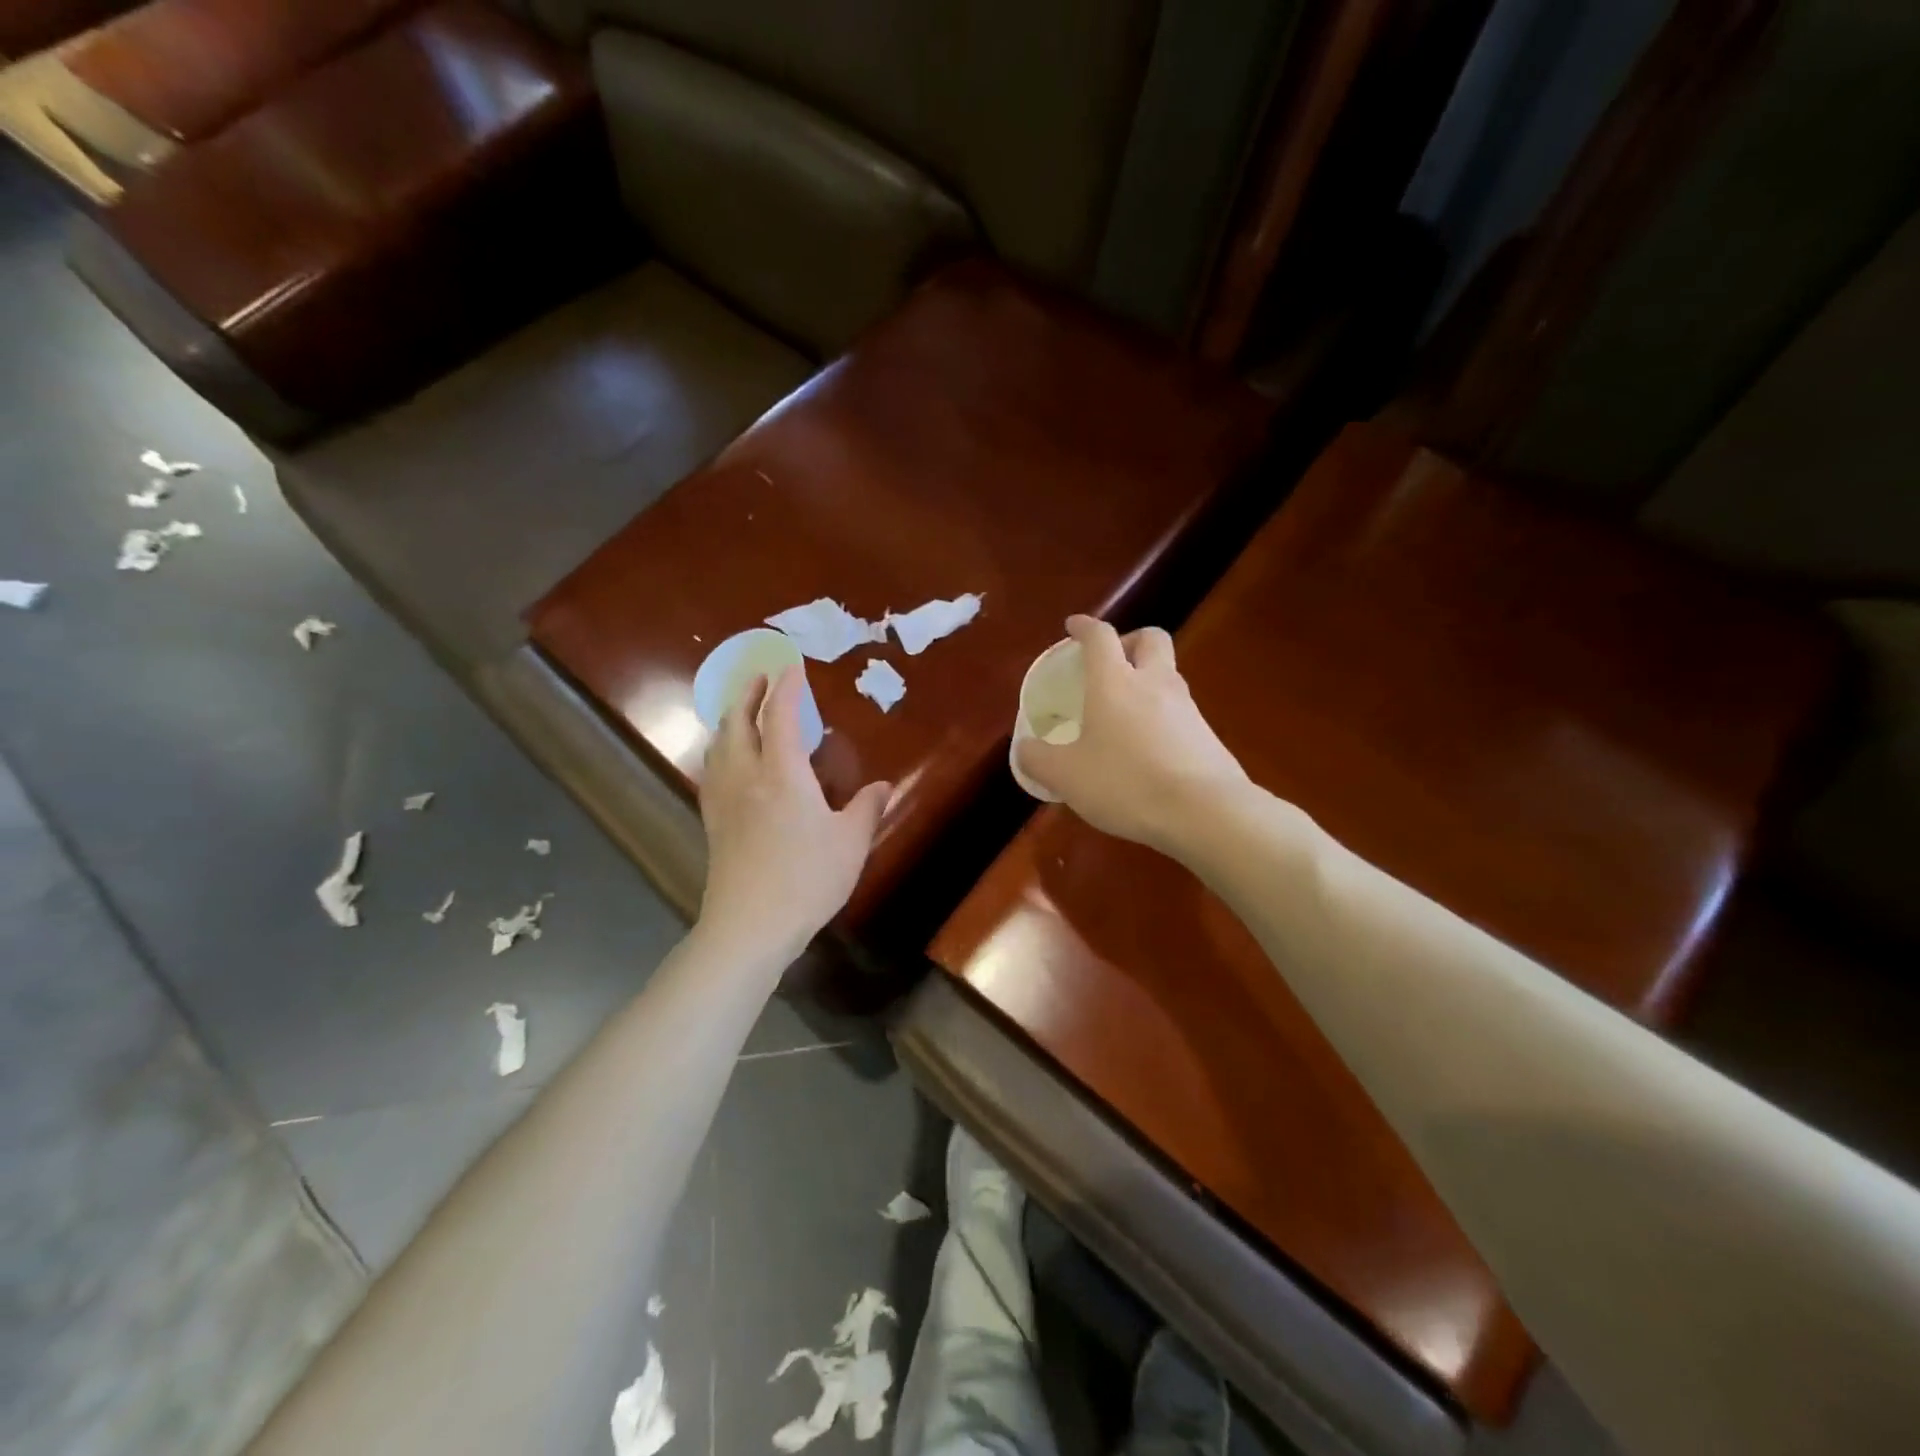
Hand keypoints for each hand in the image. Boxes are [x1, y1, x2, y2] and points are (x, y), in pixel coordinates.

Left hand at [697, 667, 892, 961]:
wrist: (749, 925)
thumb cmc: (806, 879)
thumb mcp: (850, 843)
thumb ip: (866, 808)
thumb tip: (883, 786)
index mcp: (782, 774)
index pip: (781, 716)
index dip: (786, 687)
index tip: (791, 665)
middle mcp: (746, 776)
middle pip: (737, 721)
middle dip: (748, 692)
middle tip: (761, 676)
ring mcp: (724, 798)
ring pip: (719, 744)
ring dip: (730, 717)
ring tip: (743, 711)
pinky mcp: (713, 821)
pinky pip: (712, 769)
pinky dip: (721, 748)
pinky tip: (729, 760)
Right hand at [1014, 615, 1247, 853]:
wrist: (1204, 812)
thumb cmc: (1126, 783)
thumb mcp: (1066, 776)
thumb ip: (1039, 759)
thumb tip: (1025, 748)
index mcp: (1115, 682)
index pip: (1100, 637)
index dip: (1085, 627)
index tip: (1074, 627)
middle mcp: (1154, 683)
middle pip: (1151, 639)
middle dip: (1130, 641)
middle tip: (1112, 662)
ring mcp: (1187, 708)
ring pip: (1168, 675)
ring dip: (1148, 681)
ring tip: (1125, 714)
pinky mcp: (1207, 735)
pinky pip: (1181, 712)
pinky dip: (1162, 717)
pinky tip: (1148, 749)